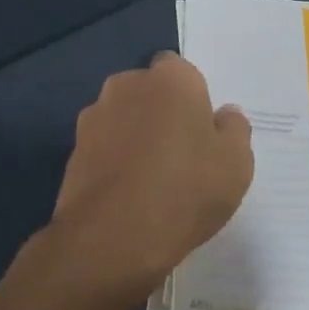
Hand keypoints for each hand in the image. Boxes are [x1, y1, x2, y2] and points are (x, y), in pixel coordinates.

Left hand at [44, 52, 253, 298]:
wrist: (112, 238)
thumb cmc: (186, 190)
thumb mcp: (236, 164)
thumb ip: (235, 130)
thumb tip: (225, 115)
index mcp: (171, 79)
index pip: (182, 71)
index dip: (192, 98)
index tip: (202, 130)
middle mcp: (127, 85)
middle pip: (150, 91)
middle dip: (162, 112)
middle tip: (182, 153)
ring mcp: (94, 117)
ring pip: (124, 118)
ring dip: (135, 136)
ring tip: (152, 179)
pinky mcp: (73, 150)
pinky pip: (104, 147)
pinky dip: (114, 161)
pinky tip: (128, 194)